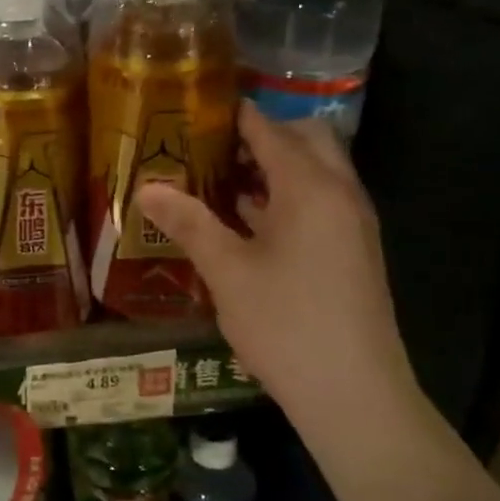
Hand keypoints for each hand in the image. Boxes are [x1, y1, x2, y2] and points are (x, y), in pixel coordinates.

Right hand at [137, 104, 413, 432]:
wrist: (353, 393)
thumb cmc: (286, 324)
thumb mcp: (227, 272)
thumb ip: (189, 223)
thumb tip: (146, 188)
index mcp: (311, 188)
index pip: (271, 130)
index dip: (234, 115)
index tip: (194, 108)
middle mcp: (340, 194)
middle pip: (305, 140)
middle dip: (260, 135)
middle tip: (208, 147)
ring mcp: (351, 224)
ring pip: (314, 173)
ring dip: (272, 167)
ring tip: (215, 178)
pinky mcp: (351, 251)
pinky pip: (318, 202)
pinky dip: (284, 197)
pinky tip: (243, 221)